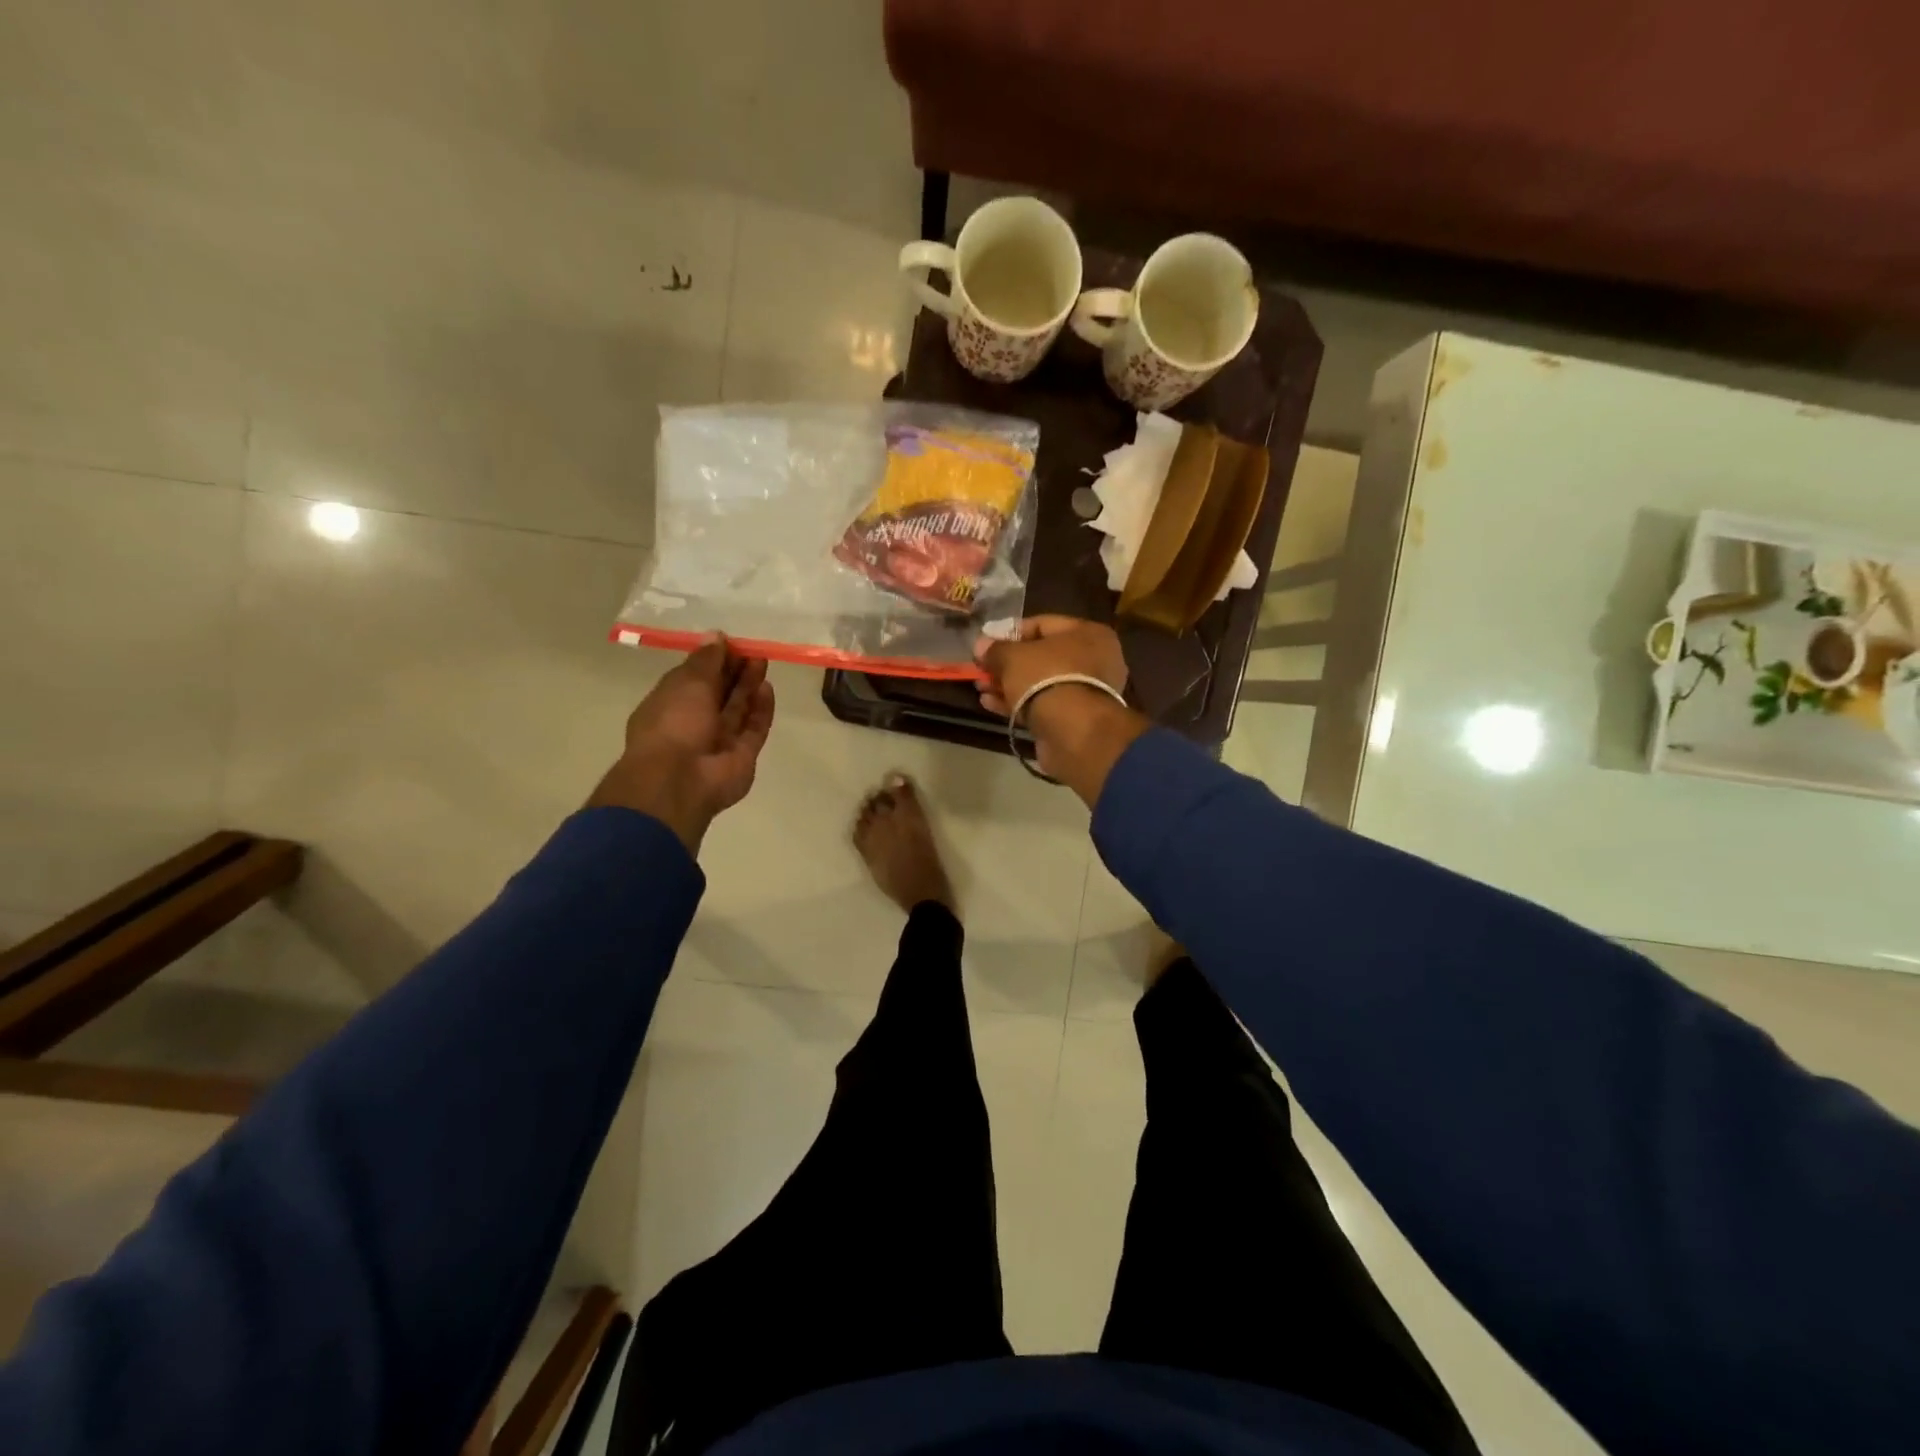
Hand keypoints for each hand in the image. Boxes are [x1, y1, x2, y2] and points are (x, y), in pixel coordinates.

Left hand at [587, 637, 776, 852]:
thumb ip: (706, 660)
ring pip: (738, 709)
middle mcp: (694, 722)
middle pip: (719, 693)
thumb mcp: (686, 682)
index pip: (693, 678)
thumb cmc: (674, 723)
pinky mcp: (742, 755)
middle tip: (753, 650)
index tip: (730, 643)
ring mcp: (719, 741)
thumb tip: (717, 636)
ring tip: (762, 662)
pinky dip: (761, 710)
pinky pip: (754, 728)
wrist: (680, 780)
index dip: (712, 660)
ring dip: (749, 686)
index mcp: (670, 704)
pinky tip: (768, 689)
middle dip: (734, 671)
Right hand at [973, 616, 1144, 803]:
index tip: (986, 643)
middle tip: (982, 669)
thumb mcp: (1013, 657)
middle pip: (1041, 656)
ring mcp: (1085, 692)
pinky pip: (1042, 704)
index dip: (1010, 632)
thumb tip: (981, 645)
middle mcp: (1093, 660)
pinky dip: (1018, 703)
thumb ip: (995, 649)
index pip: (1043, 624)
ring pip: (1040, 682)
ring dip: (1008, 685)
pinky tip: (990, 704)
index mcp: (1087, 634)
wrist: (1072, 732)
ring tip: (981, 687)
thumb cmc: (1046, 678)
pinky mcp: (1074, 719)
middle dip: (1007, 663)